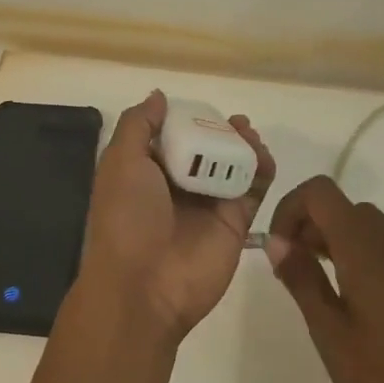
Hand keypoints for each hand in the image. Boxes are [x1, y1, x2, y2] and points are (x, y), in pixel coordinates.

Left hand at [77, 90, 275, 341]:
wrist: (144, 286)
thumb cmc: (126, 218)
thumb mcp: (120, 162)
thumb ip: (138, 125)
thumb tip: (159, 96)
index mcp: (145, 173)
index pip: (171, 137)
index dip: (187, 120)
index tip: (202, 108)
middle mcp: (177, 187)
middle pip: (206, 149)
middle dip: (220, 131)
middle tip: (235, 122)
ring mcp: (208, 205)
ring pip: (232, 166)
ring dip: (243, 147)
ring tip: (249, 134)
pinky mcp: (235, 223)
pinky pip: (253, 190)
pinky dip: (261, 170)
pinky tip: (262, 156)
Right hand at [266, 175, 383, 382]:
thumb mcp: (330, 332)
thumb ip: (302, 279)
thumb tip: (277, 241)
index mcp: (366, 248)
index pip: (320, 192)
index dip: (289, 207)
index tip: (277, 247)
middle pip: (340, 206)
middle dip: (306, 224)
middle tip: (289, 268)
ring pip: (361, 224)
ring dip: (329, 238)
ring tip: (311, 283)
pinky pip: (381, 245)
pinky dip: (354, 252)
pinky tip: (345, 295)